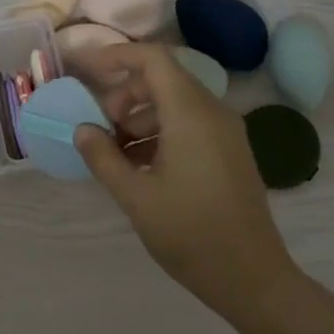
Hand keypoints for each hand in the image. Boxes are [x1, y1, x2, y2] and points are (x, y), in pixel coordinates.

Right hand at [69, 42, 297, 315]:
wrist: (251, 276)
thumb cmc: (190, 234)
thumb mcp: (136, 197)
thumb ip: (104, 158)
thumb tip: (83, 130)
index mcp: (191, 115)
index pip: (153, 60)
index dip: (116, 57)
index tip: (84, 71)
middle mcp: (213, 113)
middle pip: (163, 80)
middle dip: (124, 96)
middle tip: (99, 129)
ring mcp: (226, 133)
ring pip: (176, 103)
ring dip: (140, 117)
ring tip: (115, 154)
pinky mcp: (230, 152)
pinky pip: (190, 125)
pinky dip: (160, 133)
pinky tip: (140, 167)